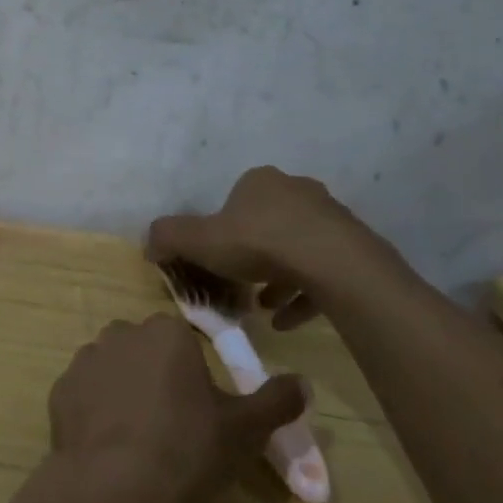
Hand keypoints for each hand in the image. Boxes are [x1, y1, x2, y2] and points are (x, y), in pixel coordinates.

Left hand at [47, 314, 304, 502]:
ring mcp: (85, 360)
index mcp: (165, 332)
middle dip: (157, 377)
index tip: (200, 412)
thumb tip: (302, 382)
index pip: (184, 342)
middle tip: (172, 425)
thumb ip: (276, 401)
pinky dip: (96, 412)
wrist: (112, 487)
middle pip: (146, 351)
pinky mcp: (59, 391)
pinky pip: (85, 395)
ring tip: (138, 439)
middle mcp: (121, 334)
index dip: (194, 375)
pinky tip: (109, 446)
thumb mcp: (244, 430)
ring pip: (113, 369)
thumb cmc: (186, 449)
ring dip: (124, 391)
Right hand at [147, 166, 396, 327]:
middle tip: (238, 283)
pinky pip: (322, 271)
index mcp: (260, 181)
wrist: (332, 264)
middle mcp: (297, 191)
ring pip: (296, 248)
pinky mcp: (353, 248)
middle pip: (267, 223)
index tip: (215, 258)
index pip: (235, 200)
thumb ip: (169, 237)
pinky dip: (303, 294)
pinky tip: (286, 321)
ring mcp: (329, 218)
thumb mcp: (199, 240)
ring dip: (277, 277)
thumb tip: (149, 244)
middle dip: (251, 254)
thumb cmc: (259, 243)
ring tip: (261, 306)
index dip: (221, 230)